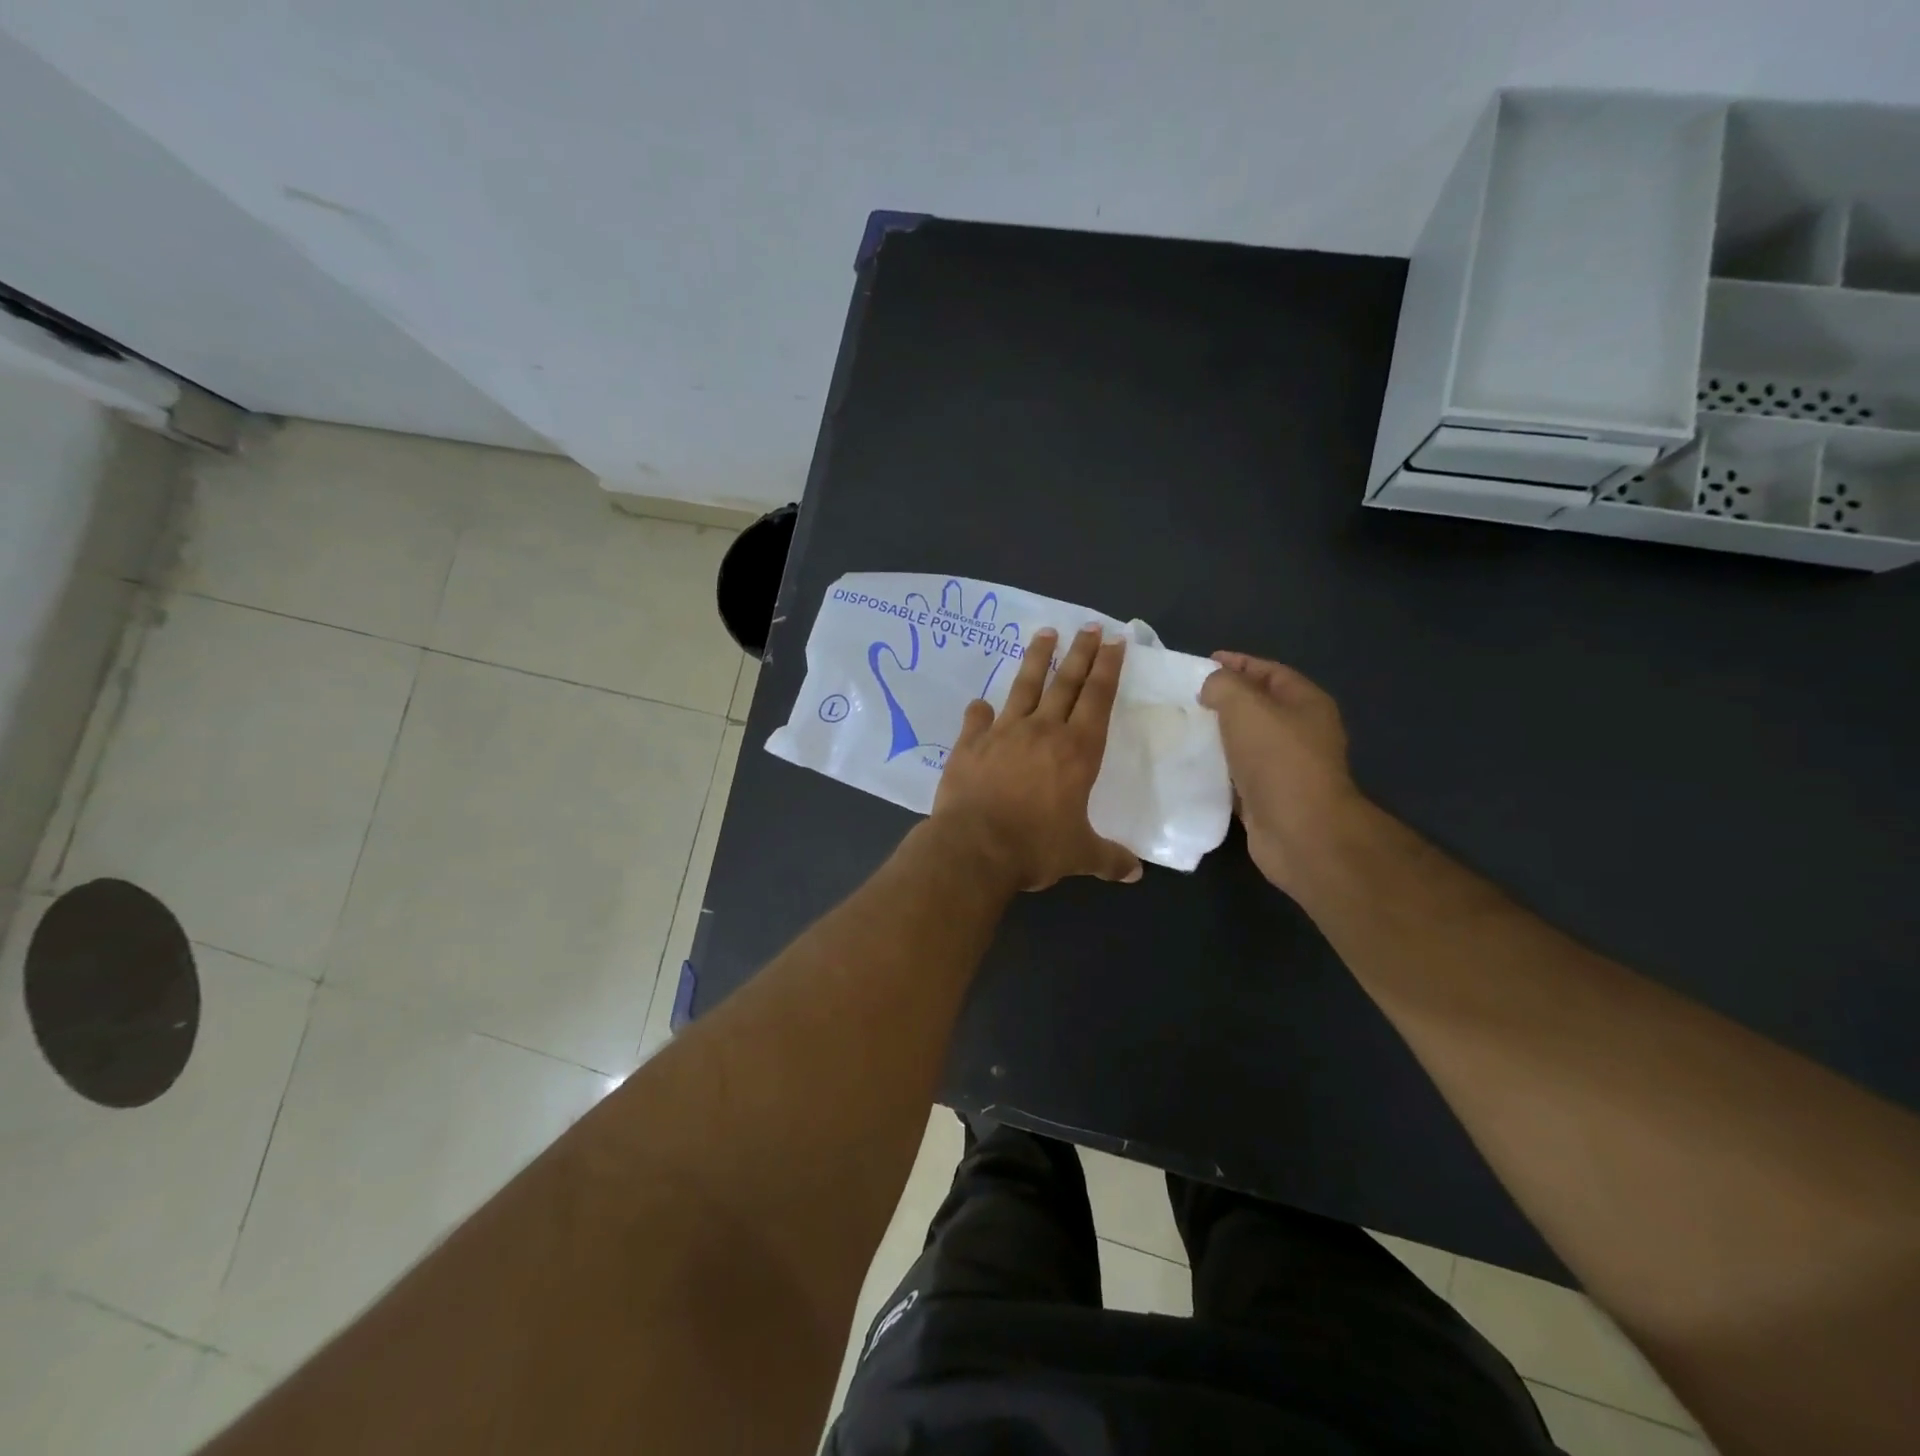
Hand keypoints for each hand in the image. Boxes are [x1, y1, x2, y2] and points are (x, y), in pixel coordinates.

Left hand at [929, 624, 1143, 891]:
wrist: (975, 847)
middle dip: (1080, 653)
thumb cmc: (1036, 847)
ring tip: (1044, 634)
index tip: (1115, 640)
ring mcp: (1003, 733)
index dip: (1108, 668)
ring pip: (1023, 687)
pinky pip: (977, 720)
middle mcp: (1043, 731)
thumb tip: (1135, 873)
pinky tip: (980, 703)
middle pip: (1065, 683)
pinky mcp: (969, 744)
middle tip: (1088, 626)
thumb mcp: (1080, 855)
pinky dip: (980, 711)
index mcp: (1077, 751)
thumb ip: (1109, 858)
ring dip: (1036, 660)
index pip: (1097, 699)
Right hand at [1199, 653, 1360, 894]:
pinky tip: (1189, 765)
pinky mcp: (1267, 797)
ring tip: (1180, 729)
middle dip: (1222, 700)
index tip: (1200, 664)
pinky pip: (1236, 774)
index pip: (1269, 672)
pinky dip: (1215, 768)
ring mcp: (1285, 768)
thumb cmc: (1277, 760)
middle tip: (1184, 698)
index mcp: (1306, 703)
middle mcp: (1300, 733)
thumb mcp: (1245, 706)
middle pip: (1257, 707)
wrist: (1299, 831)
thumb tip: (1210, 688)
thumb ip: (1223, 685)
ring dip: (1216, 736)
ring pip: (1244, 742)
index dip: (1237, 664)